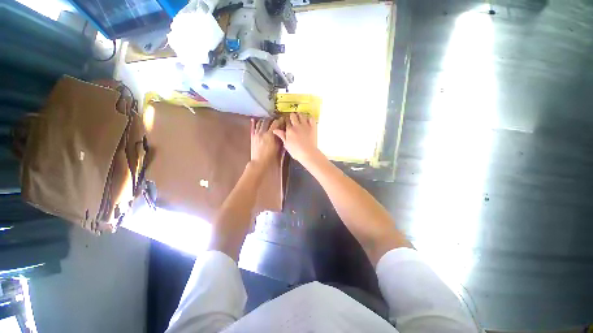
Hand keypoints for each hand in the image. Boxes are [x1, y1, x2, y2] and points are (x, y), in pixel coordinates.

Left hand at [251, 118, 282, 166]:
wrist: (259, 163)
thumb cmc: (270, 157)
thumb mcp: (278, 148)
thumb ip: (280, 139)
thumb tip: (282, 133)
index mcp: (270, 135)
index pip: (276, 123)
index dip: (280, 120)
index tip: (283, 120)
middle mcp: (262, 132)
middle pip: (267, 121)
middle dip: (272, 119)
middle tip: (276, 120)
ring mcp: (256, 134)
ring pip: (260, 123)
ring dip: (265, 120)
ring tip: (268, 120)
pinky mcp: (253, 137)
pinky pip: (254, 127)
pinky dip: (255, 123)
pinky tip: (255, 120)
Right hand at [273, 113, 318, 164]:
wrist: (308, 153)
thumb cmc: (296, 151)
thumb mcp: (286, 145)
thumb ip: (282, 136)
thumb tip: (275, 130)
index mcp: (289, 130)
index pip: (286, 121)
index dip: (286, 121)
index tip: (287, 122)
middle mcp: (297, 125)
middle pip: (293, 115)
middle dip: (292, 116)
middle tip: (293, 120)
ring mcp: (305, 125)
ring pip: (301, 115)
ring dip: (300, 115)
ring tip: (300, 119)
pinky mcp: (313, 127)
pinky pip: (311, 118)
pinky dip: (309, 118)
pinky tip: (308, 121)